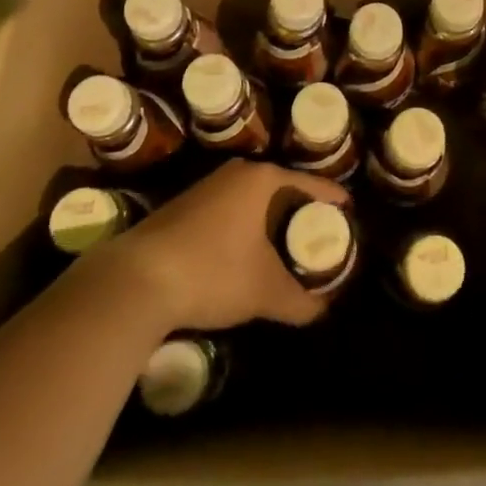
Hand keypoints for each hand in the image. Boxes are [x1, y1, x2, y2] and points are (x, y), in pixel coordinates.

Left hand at [106, 160, 350, 330]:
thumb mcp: (264, 291)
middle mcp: (237, 173)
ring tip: (287, 246)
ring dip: (270, 220)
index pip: (309, 183)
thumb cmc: (213, 271)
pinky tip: (246, 254)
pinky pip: (230, 210)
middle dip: (300, 211)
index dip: (332, 198)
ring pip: (252, 200)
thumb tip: (323, 312)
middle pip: (281, 188)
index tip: (349, 212)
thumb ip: (299, 301)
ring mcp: (207, 187)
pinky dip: (246, 227)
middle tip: (319, 235)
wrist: (136, 279)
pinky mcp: (184, 207)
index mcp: (263, 180)